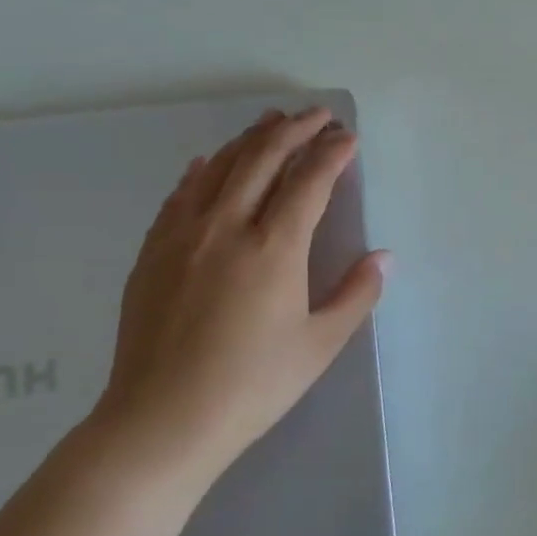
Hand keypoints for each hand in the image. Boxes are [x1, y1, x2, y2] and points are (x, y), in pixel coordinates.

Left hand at [87, 107, 389, 483]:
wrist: (161, 420)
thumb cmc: (253, 384)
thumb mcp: (321, 343)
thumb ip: (356, 293)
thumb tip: (383, 257)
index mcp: (274, 249)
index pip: (309, 182)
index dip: (332, 154)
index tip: (348, 137)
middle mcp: (226, 228)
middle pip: (262, 160)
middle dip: (293, 130)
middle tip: (317, 114)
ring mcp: (182, 237)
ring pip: (218, 168)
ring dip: (249, 139)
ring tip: (271, 122)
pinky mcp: (152, 254)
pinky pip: (180, 195)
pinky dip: (202, 171)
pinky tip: (208, 162)